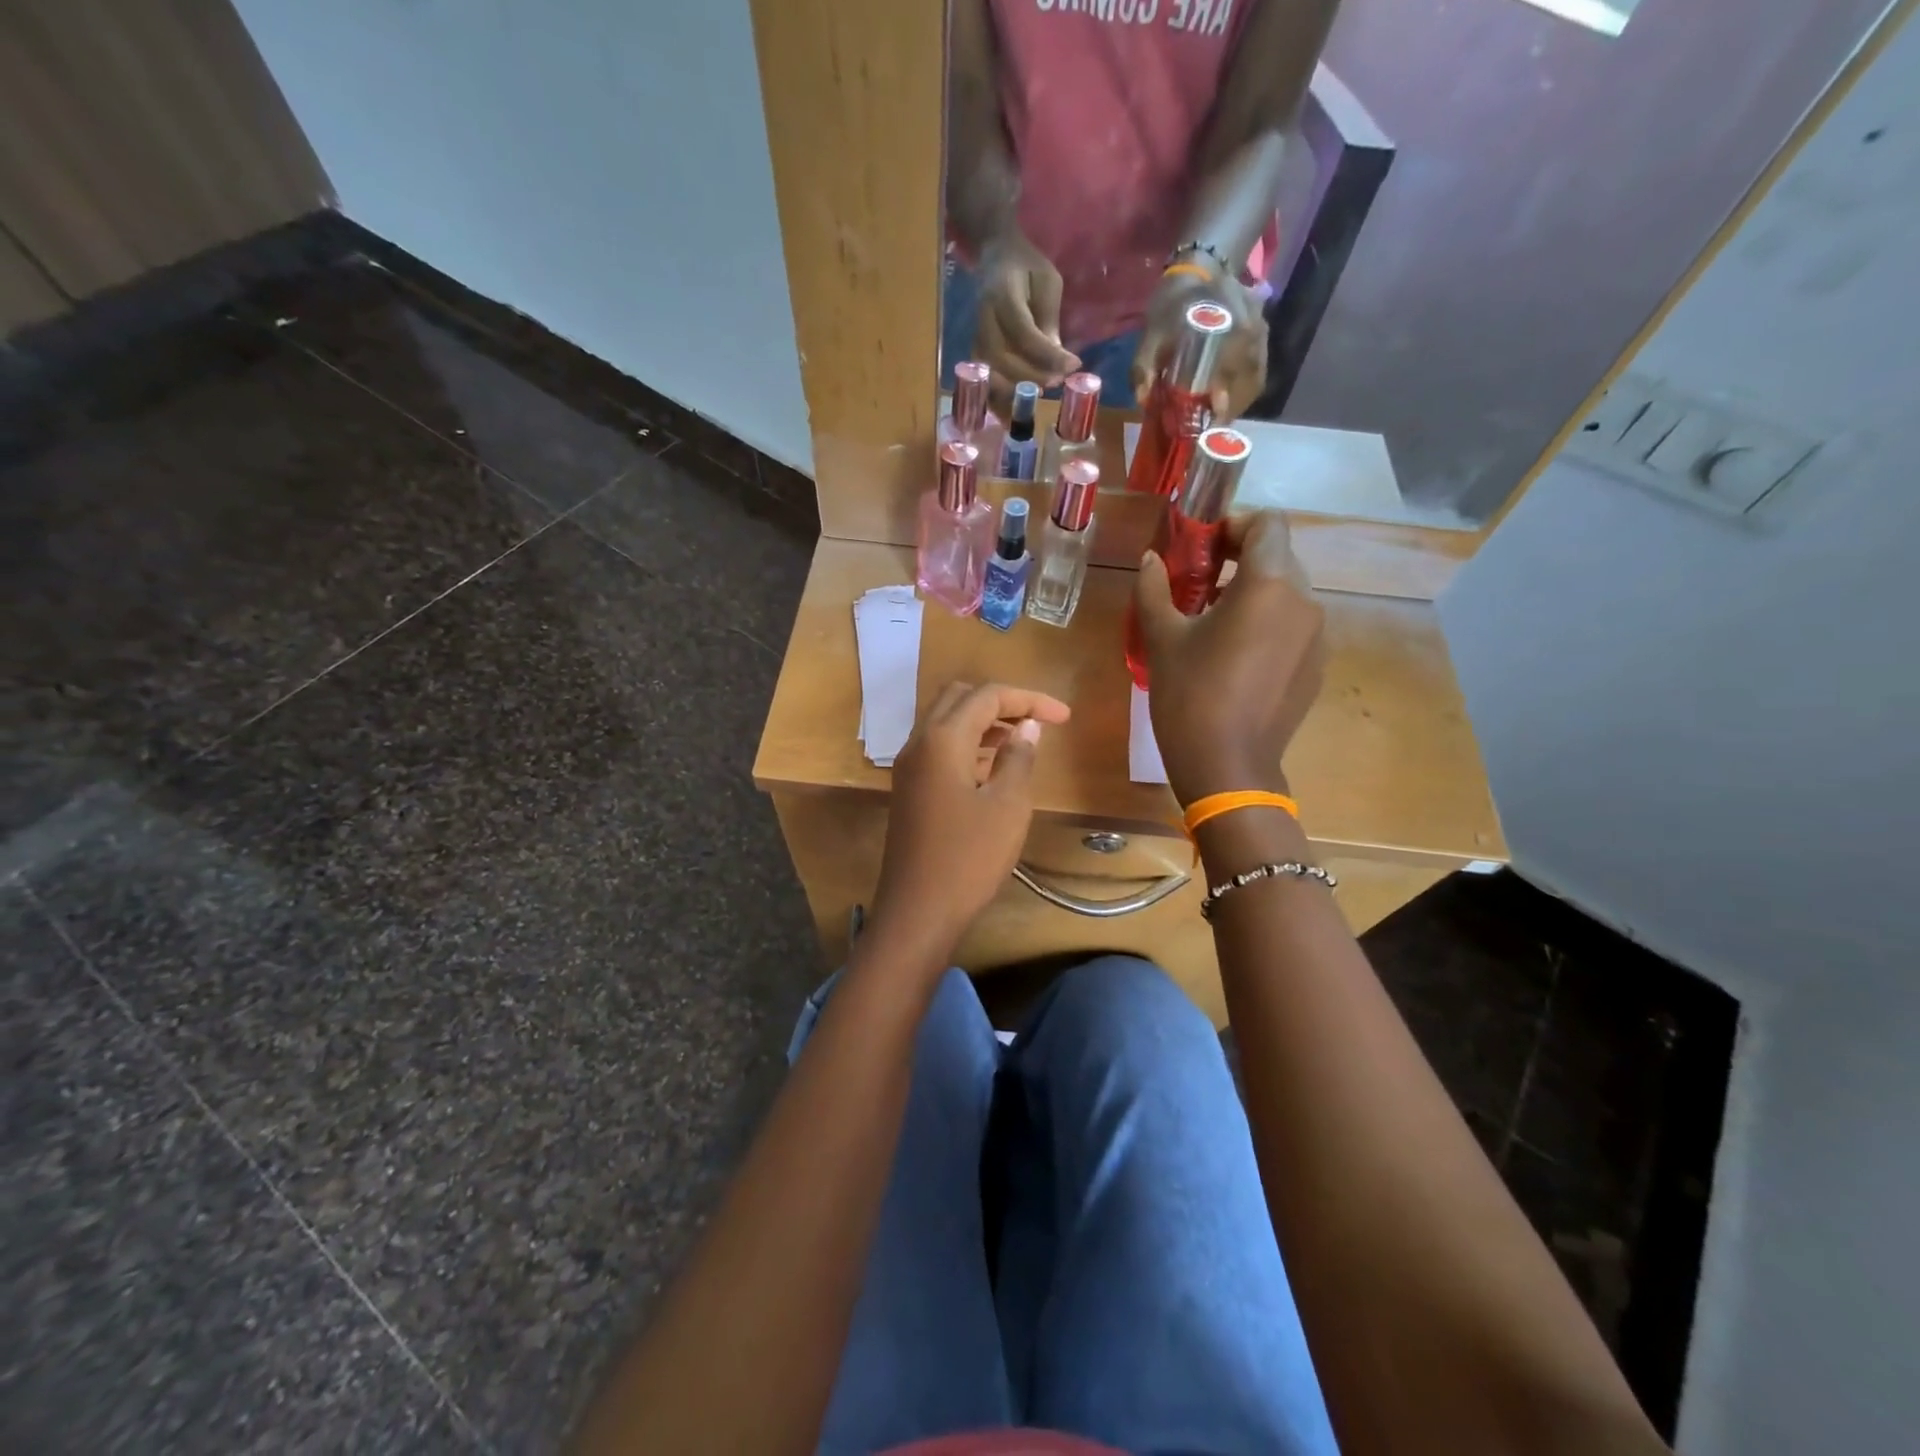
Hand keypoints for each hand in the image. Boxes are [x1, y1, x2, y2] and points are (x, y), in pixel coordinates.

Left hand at [870, 681, 1072, 958]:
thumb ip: (1018, 758)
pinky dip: (968, 744)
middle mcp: (918, 742)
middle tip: (1037, 722)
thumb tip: (1026, 726)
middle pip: (959, 698)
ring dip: (983, 722)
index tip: (1064, 717)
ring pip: (946, 723)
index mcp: (942, 738)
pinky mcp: (909, 789)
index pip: (987, 695)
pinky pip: (939, 749)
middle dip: (1001, 702)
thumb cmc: (969, 857)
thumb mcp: (1007, 806)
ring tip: (1022, 742)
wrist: (918, 910)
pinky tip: (992, 767)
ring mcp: (909, 767)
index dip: (1029, 699)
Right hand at [972, 230, 1081, 407]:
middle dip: (1032, 376)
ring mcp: (976, 337)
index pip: (1024, 333)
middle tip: (1058, 383)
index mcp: (1002, 295)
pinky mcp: (976, 351)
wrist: (996, 256)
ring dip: (1015, 391)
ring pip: (990, 374)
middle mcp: (984, 319)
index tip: (1073, 366)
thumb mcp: (1047, 282)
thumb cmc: (1027, 267)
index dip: (1048, 354)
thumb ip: (1049, 319)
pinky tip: (1018, 405)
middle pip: (1002, 359)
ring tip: (1041, 393)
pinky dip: (1000, 397)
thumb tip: (1058, 360)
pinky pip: (985, 380)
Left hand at [1130, 267, 1267, 420]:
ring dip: (1236, 405)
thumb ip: (1144, 366)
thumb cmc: (1171, 306)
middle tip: (1207, 428)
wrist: (1197, 272)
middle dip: (1228, 409)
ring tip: (1214, 422)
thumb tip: (1143, 400)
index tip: (1210, 418)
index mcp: (1230, 324)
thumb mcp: (1151, 333)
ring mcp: (1262, 335)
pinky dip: (1241, 394)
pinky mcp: (1262, 340)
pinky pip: (1257, 375)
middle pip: (1248, 382)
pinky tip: (1223, 406)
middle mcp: (1254, 330)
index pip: (1233, 372)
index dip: (1223, 400)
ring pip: (1255, 381)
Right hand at [1133, 511, 1322, 804]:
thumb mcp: (1162, 639)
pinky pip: (1294, 626)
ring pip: (1288, 593)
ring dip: (1253, 593)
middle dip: (1240, 560)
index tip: (1202, 549)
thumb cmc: (1190, 696)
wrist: (1228, 766)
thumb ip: (1154, 589)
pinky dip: (1268, 624)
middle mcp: (1304, 601)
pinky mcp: (1317, 666)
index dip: (1235, 524)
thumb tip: (1149, 561)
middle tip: (1199, 585)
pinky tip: (1236, 658)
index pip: (1268, 523)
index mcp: (1269, 585)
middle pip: (1279, 556)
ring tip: (1214, 623)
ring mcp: (1317, 636)